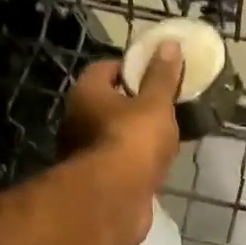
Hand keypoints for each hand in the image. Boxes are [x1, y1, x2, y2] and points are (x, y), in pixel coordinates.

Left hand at [59, 43, 182, 244]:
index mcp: (86, 94)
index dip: (130, 69)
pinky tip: (154, 168)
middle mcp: (76, 121)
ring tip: (163, 139)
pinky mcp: (95, 184)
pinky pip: (117, 165)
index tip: (155, 75)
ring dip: (132, 139)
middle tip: (162, 108)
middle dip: (132, 106)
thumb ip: (163, 77)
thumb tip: (169, 45)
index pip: (105, 69)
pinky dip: (132, 165)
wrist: (115, 200)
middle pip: (106, 105)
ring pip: (111, 138)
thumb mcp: (155, 104)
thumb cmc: (133, 141)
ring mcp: (83, 155)